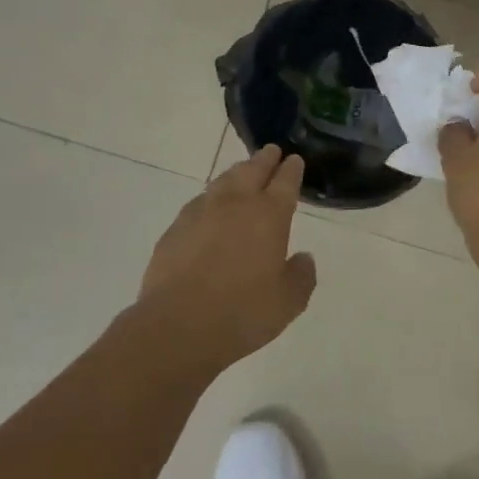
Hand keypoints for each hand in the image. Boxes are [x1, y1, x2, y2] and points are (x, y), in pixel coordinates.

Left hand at [138, 146, 316, 370]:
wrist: (178, 326)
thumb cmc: (242, 313)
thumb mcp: (288, 302)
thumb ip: (301, 276)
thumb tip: (303, 259)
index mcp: (269, 215)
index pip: (285, 181)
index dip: (292, 169)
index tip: (295, 160)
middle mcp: (236, 203)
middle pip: (253, 170)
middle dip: (265, 159)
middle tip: (271, 151)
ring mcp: (202, 212)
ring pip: (223, 181)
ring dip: (237, 173)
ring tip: (243, 171)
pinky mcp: (176, 227)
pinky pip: (199, 202)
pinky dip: (210, 198)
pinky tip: (209, 207)